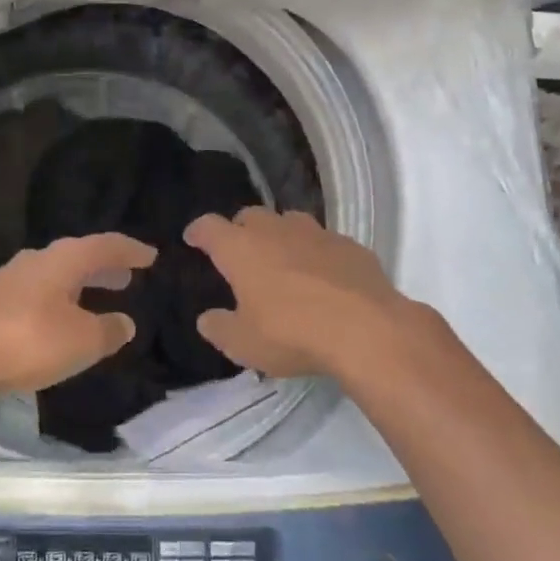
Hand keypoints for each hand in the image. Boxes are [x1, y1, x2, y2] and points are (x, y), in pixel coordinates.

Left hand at [0, 233, 157, 408]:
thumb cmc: (28, 340)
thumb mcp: (82, 341)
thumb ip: (109, 330)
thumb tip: (126, 322)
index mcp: (63, 259)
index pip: (105, 245)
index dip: (130, 250)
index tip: (151, 256)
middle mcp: (37, 260)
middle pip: (78, 256)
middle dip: (104, 266)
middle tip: (127, 276)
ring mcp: (10, 280)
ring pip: (56, 275)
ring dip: (81, 285)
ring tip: (98, 298)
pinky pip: (38, 294)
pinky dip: (59, 301)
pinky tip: (60, 321)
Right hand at [185, 209, 434, 380]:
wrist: (366, 328)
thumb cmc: (292, 333)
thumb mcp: (244, 343)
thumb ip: (220, 328)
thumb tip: (207, 318)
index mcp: (241, 248)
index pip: (209, 227)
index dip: (198, 231)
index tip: (193, 238)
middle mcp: (275, 230)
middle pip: (250, 216)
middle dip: (240, 230)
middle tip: (239, 252)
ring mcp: (315, 233)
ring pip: (289, 221)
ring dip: (280, 235)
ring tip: (282, 259)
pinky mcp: (349, 244)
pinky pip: (324, 240)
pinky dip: (316, 252)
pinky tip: (323, 275)